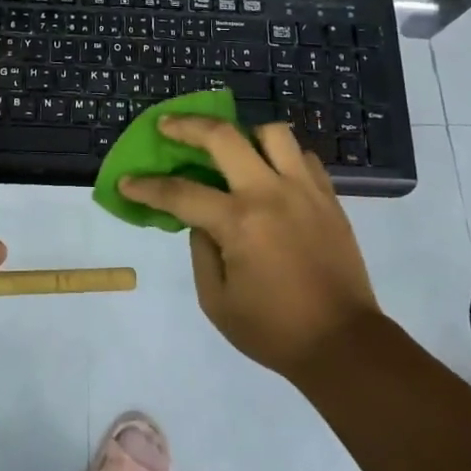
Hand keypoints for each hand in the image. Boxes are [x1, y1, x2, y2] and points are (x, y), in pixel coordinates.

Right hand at [120, 117, 380, 378]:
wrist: (344, 344)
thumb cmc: (274, 330)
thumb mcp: (217, 301)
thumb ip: (201, 251)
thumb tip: (201, 220)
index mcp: (239, 222)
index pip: (180, 192)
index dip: (147, 187)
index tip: (126, 182)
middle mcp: (270, 193)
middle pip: (223, 136)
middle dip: (187, 125)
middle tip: (167, 125)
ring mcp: (304, 190)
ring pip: (272, 133)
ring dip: (245, 134)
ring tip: (233, 149)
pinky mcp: (328, 197)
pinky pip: (303, 157)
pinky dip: (281, 157)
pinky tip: (271, 174)